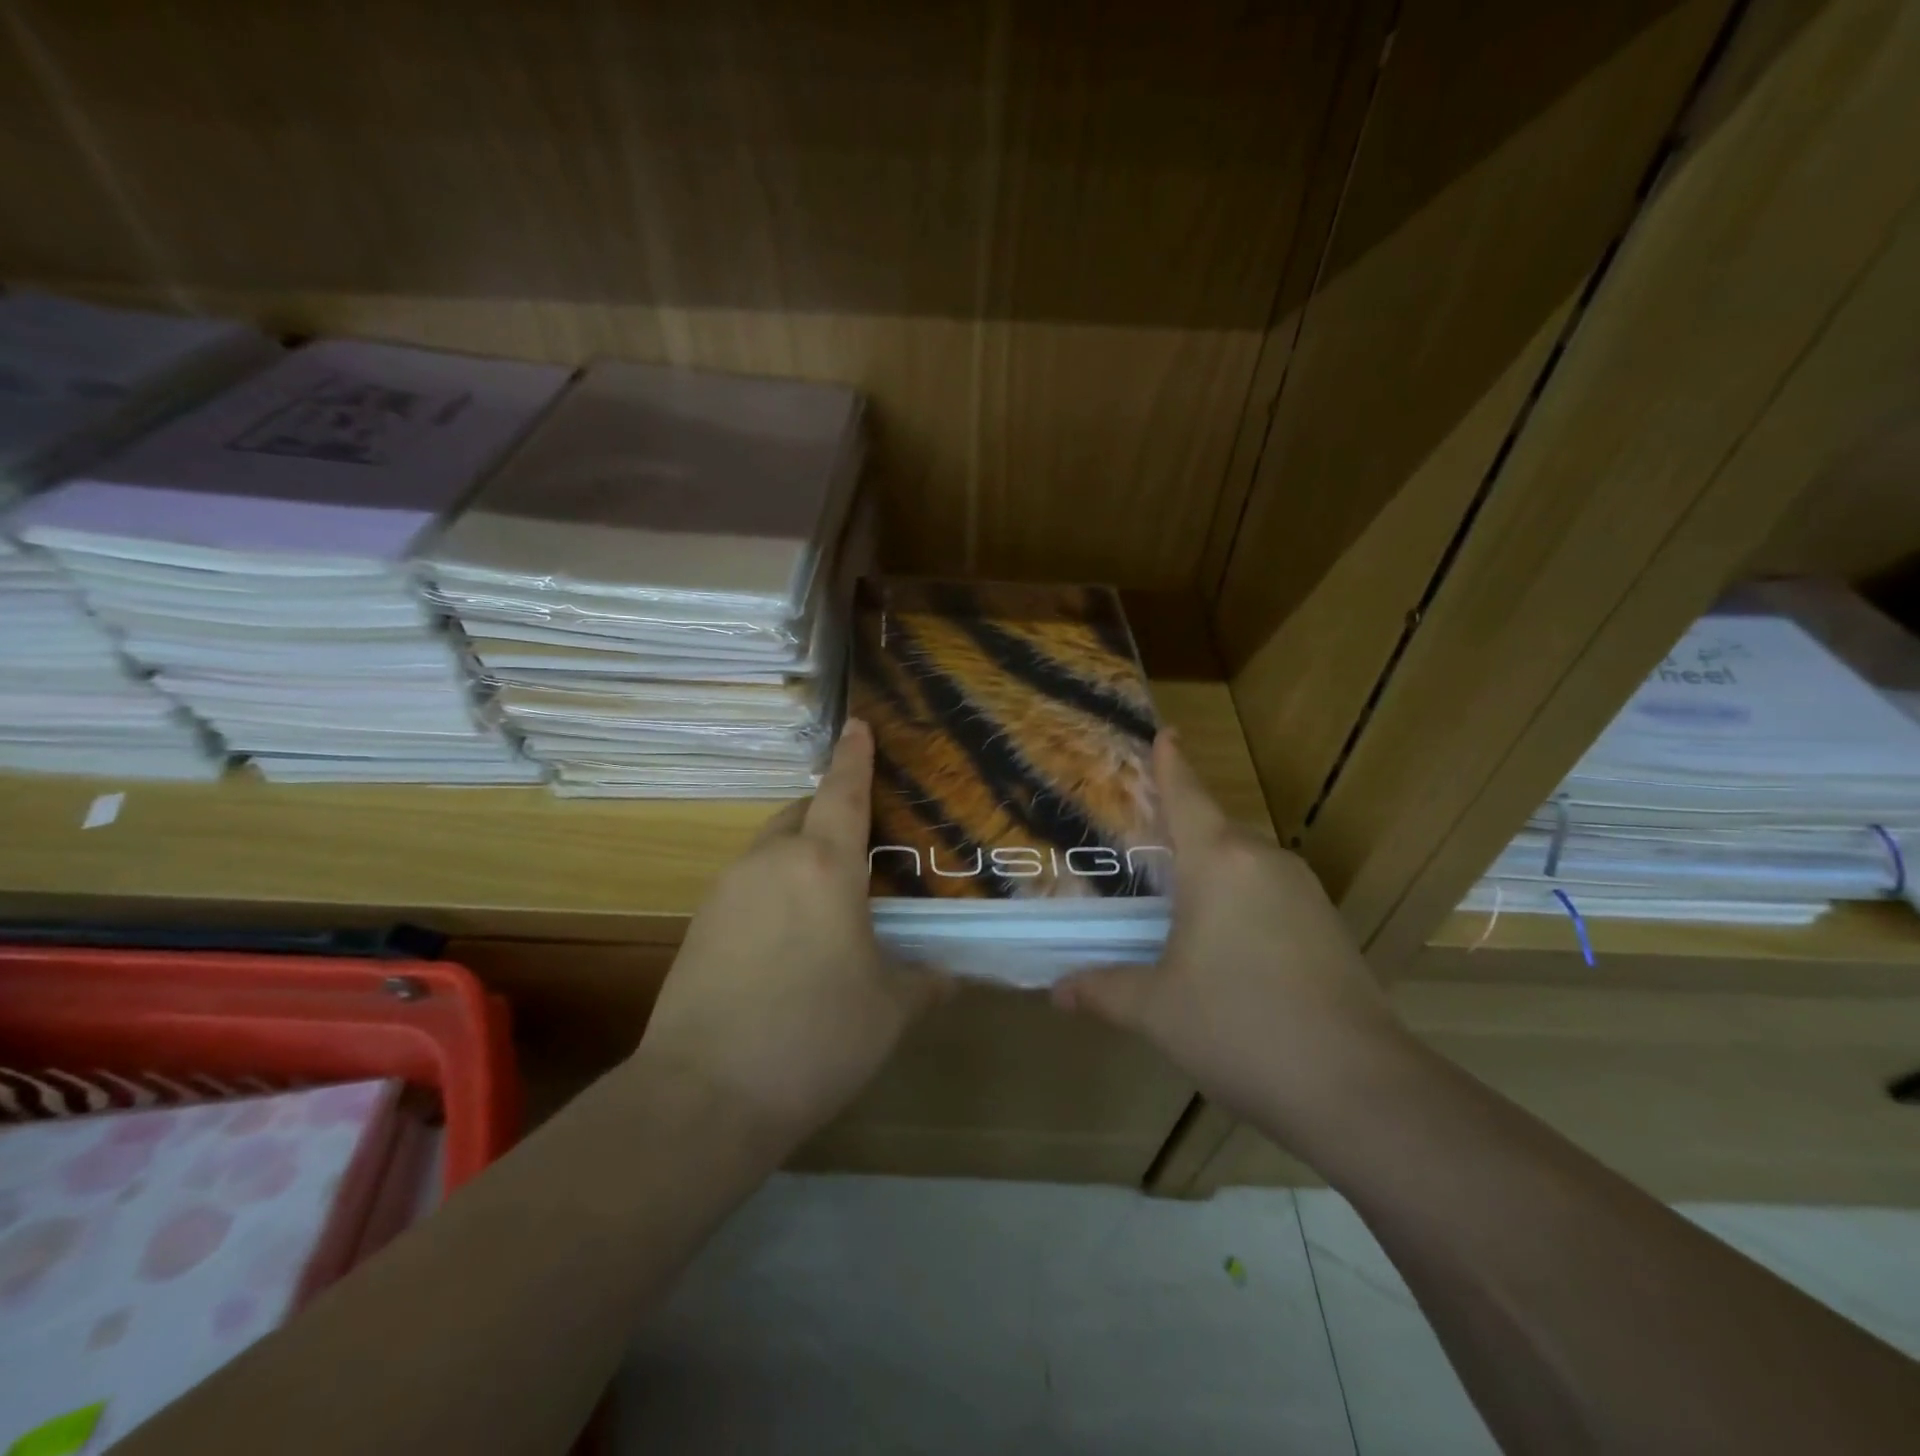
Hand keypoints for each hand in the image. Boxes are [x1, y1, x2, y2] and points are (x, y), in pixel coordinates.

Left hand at [631, 719, 945, 1150]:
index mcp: (824, 865)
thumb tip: (950, 973)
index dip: (854, 756)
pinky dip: (776, 888)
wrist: (704, 1095)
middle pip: (802, 814)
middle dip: (830, 813)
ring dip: (802, 854)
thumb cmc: (815, 1037)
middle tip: (864, 843)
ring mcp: (728, 890)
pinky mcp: (700, 924)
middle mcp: (771, 861)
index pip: (842, 792)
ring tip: (831, 897)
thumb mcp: (890, 1010)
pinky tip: (791, 938)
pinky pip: (749, 884)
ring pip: (772, 848)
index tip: (858, 725)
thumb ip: (925, 980)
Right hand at [1053, 732, 1408, 1136]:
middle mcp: (1264, 862)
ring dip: (1214, 873)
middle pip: (1216, 830)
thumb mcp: (1157, 1010)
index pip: (1187, 797)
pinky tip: (1228, 945)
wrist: (1358, 1090)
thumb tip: (1057, 992)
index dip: (1171, 764)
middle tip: (1146, 845)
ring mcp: (1305, 894)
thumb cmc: (1239, 1028)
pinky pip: (1272, 894)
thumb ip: (1104, 991)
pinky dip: (1243, 902)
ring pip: (1246, 864)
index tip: (1166, 733)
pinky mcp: (1330, 927)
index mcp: (1219, 863)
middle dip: (1184, 832)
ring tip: (1180, 900)